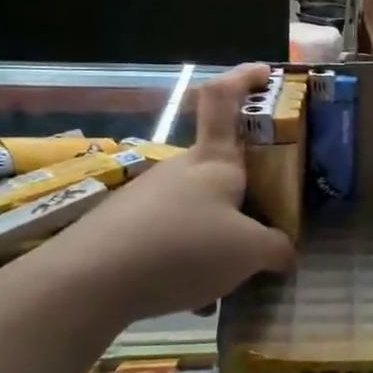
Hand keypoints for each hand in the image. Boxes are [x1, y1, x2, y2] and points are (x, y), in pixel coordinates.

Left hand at [54, 63, 294, 319]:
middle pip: (222, 170)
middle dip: (246, 199)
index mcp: (214, 160)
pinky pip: (171, 238)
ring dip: (217, 242)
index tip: (267, 74)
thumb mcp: (249, 253)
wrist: (87, 282)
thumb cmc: (182, 248)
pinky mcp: (124, 225)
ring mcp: (148, 195)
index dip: (245, 78)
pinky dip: (187, 263)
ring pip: (199, 212)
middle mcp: (181, 169)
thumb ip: (276, 249)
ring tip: (225, 284)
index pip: (225, 98)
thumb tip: (284, 252)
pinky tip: (189, 298)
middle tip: (264, 234)